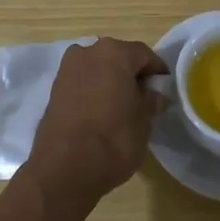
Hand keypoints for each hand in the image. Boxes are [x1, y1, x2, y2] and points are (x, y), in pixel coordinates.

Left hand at [24, 38, 168, 209]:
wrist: (65, 168)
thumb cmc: (114, 138)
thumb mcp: (144, 121)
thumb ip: (151, 102)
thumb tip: (155, 96)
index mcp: (114, 52)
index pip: (144, 54)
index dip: (157, 71)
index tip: (165, 89)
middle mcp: (88, 51)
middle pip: (118, 58)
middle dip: (132, 74)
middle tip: (145, 98)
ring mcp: (67, 69)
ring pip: (98, 69)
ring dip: (111, 82)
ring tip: (122, 107)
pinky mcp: (54, 88)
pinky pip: (82, 82)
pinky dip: (93, 91)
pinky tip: (102, 113)